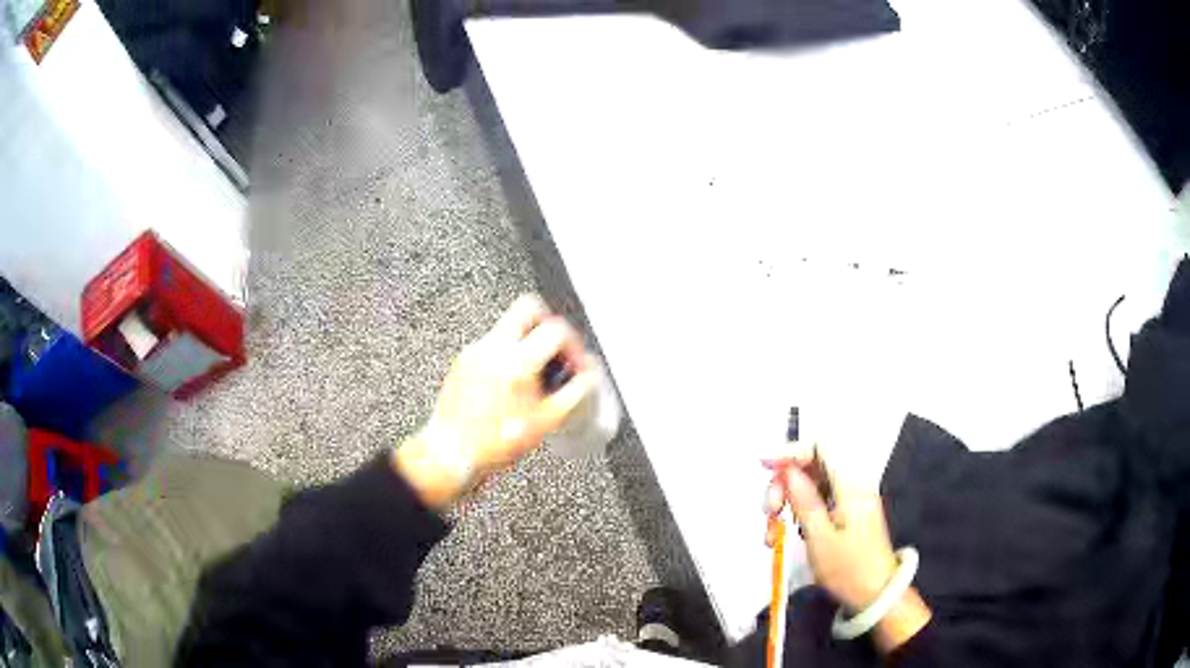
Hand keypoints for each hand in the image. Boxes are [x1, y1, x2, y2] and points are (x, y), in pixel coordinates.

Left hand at [395, 295, 595, 508]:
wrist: (452, 452)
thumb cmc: (492, 443)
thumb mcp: (546, 421)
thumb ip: (575, 392)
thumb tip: (589, 376)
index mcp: (518, 361)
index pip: (557, 329)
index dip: (574, 344)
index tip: (574, 362)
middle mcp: (494, 348)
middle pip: (528, 307)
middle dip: (548, 323)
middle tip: (555, 347)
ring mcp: (475, 351)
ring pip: (508, 325)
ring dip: (527, 340)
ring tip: (534, 372)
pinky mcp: (463, 361)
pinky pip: (491, 345)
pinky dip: (507, 355)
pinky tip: (510, 383)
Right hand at [764, 452, 930, 651]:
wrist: (875, 593)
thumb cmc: (848, 568)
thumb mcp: (820, 538)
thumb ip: (804, 500)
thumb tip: (788, 470)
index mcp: (851, 485)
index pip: (821, 448)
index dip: (791, 451)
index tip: (765, 466)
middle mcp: (852, 484)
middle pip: (812, 466)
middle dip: (784, 484)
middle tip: (770, 512)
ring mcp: (849, 498)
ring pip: (810, 484)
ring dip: (787, 502)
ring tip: (773, 532)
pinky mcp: (845, 511)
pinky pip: (817, 500)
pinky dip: (797, 512)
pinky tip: (784, 535)